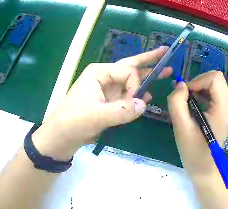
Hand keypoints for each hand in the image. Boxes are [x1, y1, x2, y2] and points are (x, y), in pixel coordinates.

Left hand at [32, 47, 172, 160]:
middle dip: (149, 60)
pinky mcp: (110, 102)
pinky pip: (128, 96)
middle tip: (165, 52)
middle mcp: (105, 77)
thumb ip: (122, 111)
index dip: (135, 85)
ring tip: (165, 71)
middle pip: (131, 66)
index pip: (127, 72)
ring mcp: (108, 90)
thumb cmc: (74, 121)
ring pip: (131, 80)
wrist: (62, 136)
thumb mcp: (97, 116)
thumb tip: (143, 104)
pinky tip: (149, 95)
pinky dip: (139, 95)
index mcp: (99, 73)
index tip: (133, 101)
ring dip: (148, 76)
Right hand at [167, 71, 227, 173]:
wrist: (204, 167)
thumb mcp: (180, 126)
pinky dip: (204, 94)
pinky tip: (197, 106)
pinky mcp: (227, 111)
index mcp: (224, 110)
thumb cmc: (192, 150)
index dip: (198, 81)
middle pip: (216, 78)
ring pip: (216, 84)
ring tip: (191, 104)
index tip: (186, 95)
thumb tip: (180, 84)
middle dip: (198, 84)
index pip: (215, 78)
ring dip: (200, 89)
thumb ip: (177, 102)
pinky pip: (216, 92)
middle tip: (187, 99)